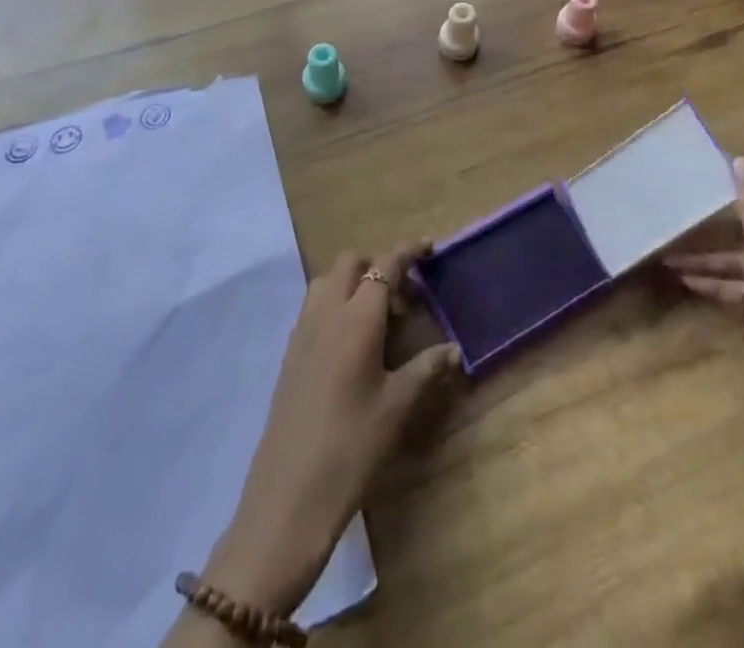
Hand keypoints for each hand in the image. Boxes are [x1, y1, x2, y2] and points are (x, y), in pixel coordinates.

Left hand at [203, 243, 463, 616]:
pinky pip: (314, 308)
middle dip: (378, 264)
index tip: (429, 247)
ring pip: (327, 282)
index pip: (385, 265)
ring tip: (378, 319)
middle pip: (350, 264)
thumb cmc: (352, 446)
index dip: (408, 251)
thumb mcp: (398, 407)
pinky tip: (351, 345)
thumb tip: (454, 350)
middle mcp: (327, 313)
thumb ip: (426, 369)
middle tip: (404, 296)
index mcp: (357, 318)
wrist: (289, 496)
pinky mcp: (289, 355)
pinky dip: (335, 305)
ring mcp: (302, 332)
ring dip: (353, 283)